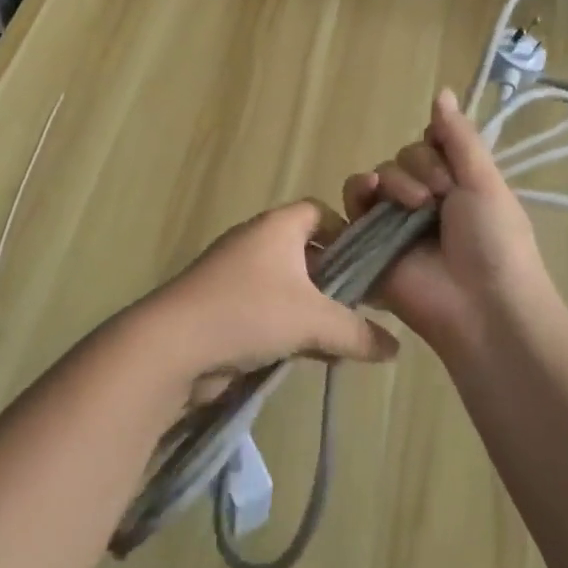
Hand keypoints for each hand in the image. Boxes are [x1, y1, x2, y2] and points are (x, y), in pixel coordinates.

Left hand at [139, 200, 399, 405]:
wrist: (173, 344)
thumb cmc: (249, 312)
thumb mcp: (313, 322)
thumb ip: (357, 332)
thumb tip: (395, 347)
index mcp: (278, 226)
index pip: (320, 212)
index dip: (347, 233)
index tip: (370, 267)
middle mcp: (256, 240)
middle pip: (306, 250)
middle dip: (334, 280)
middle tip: (362, 309)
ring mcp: (236, 273)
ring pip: (288, 284)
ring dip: (312, 309)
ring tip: (340, 339)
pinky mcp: (223, 304)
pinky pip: (267, 308)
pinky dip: (288, 326)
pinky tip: (308, 356)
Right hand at [343, 89, 554, 355]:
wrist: (482, 307)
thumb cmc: (495, 242)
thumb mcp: (485, 182)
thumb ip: (459, 137)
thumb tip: (442, 90)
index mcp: (455, 185)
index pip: (429, 144)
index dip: (435, 149)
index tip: (452, 171)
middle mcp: (423, 200)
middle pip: (401, 158)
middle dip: (418, 169)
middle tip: (438, 199)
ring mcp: (394, 222)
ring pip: (377, 176)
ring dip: (393, 180)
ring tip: (412, 206)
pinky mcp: (369, 242)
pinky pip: (352, 204)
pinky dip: (358, 193)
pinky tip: (370, 194)